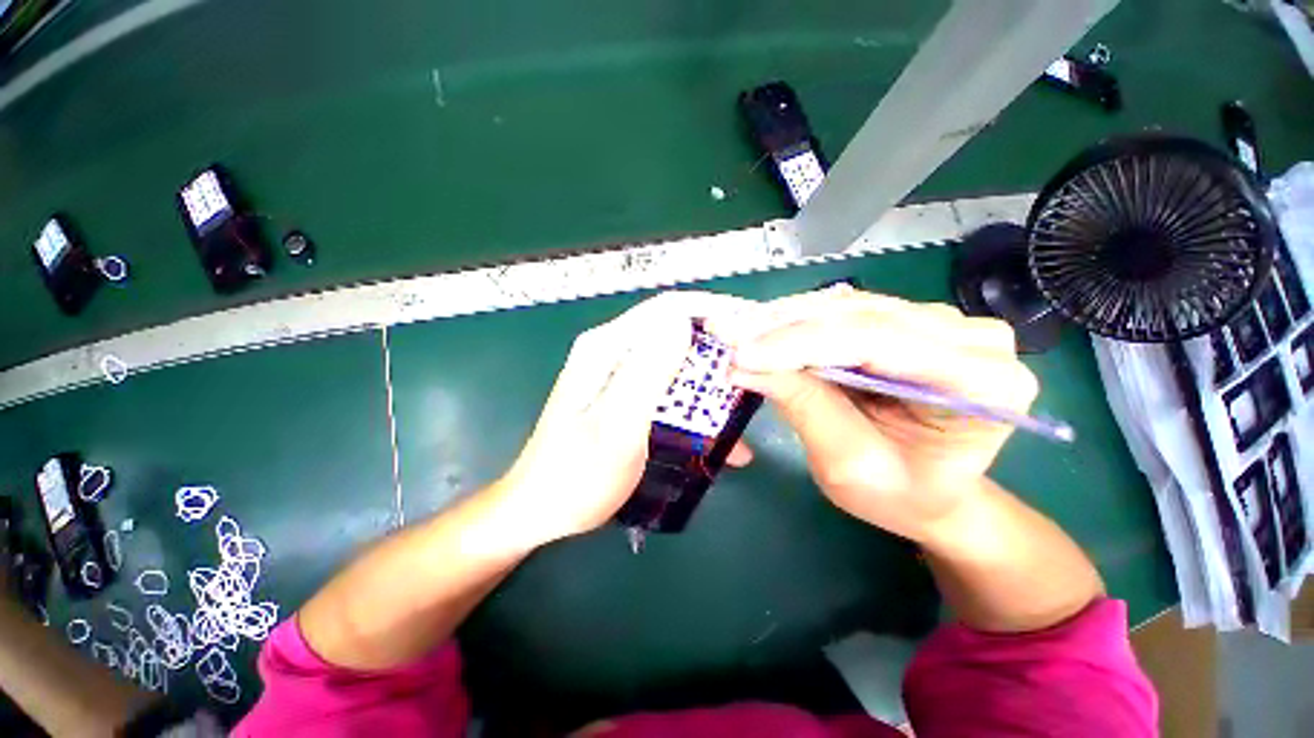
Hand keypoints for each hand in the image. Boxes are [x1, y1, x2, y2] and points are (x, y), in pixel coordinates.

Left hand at [495, 291, 753, 546]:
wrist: (541, 511)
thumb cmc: (576, 476)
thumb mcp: (616, 426)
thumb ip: (647, 373)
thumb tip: (682, 323)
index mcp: (607, 348)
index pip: (667, 310)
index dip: (710, 309)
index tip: (750, 325)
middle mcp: (612, 353)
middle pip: (673, 333)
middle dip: (716, 348)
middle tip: (754, 369)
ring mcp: (618, 376)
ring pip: (675, 363)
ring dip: (709, 382)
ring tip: (743, 405)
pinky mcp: (625, 397)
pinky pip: (667, 389)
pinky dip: (694, 404)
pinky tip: (717, 435)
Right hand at [707, 286, 1037, 542]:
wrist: (933, 493)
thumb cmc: (901, 495)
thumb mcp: (848, 463)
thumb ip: (802, 405)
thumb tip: (742, 363)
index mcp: (985, 383)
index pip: (878, 341)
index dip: (800, 343)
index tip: (740, 352)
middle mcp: (973, 339)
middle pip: (862, 316)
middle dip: (785, 328)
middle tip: (726, 333)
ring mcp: (943, 324)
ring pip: (849, 307)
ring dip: (787, 320)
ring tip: (739, 333)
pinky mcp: (912, 322)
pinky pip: (848, 312)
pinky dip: (801, 322)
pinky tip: (766, 330)